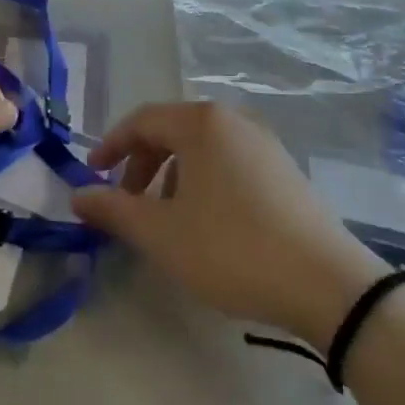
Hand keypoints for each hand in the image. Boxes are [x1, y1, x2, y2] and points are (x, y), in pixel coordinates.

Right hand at [72, 102, 387, 351]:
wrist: (327, 283)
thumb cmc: (232, 248)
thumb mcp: (161, 233)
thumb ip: (113, 209)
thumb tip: (77, 195)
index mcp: (201, 123)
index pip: (142, 120)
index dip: (111, 145)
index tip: (92, 175)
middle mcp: (234, 120)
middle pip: (172, 130)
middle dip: (141, 163)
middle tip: (126, 201)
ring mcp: (264, 143)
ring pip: (202, 148)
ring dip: (171, 175)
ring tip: (166, 217)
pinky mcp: (285, 169)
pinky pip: (229, 162)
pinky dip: (203, 181)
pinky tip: (207, 222)